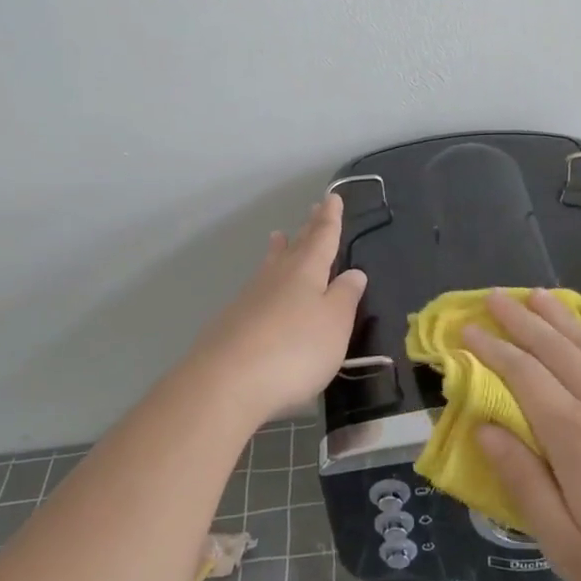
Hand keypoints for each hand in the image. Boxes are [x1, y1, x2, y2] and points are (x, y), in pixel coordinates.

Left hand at [177, 194, 365, 425]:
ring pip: (270, 266)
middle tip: (312, 209)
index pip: (323, 237)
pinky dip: (265, 282)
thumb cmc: (294, 349)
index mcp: (306, 271)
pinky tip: (262, 294)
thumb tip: (354, 273)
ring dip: (278, 251)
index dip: (330, 218)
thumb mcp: (334, 324)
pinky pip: (256, 292)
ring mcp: (250, 299)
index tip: (332, 197)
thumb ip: (345, 297)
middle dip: (307, 230)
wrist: (226, 384)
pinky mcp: (232, 324)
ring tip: (278, 237)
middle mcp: (277, 277)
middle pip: (295, 248)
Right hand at [466, 289, 580, 580]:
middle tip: (495, 297)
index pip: (523, 375)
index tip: (467, 329)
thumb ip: (523, 481)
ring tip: (539, 295)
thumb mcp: (566, 547)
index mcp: (575, 437)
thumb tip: (484, 428)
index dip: (492, 349)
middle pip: (556, 349)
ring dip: (562, 318)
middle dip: (521, 320)